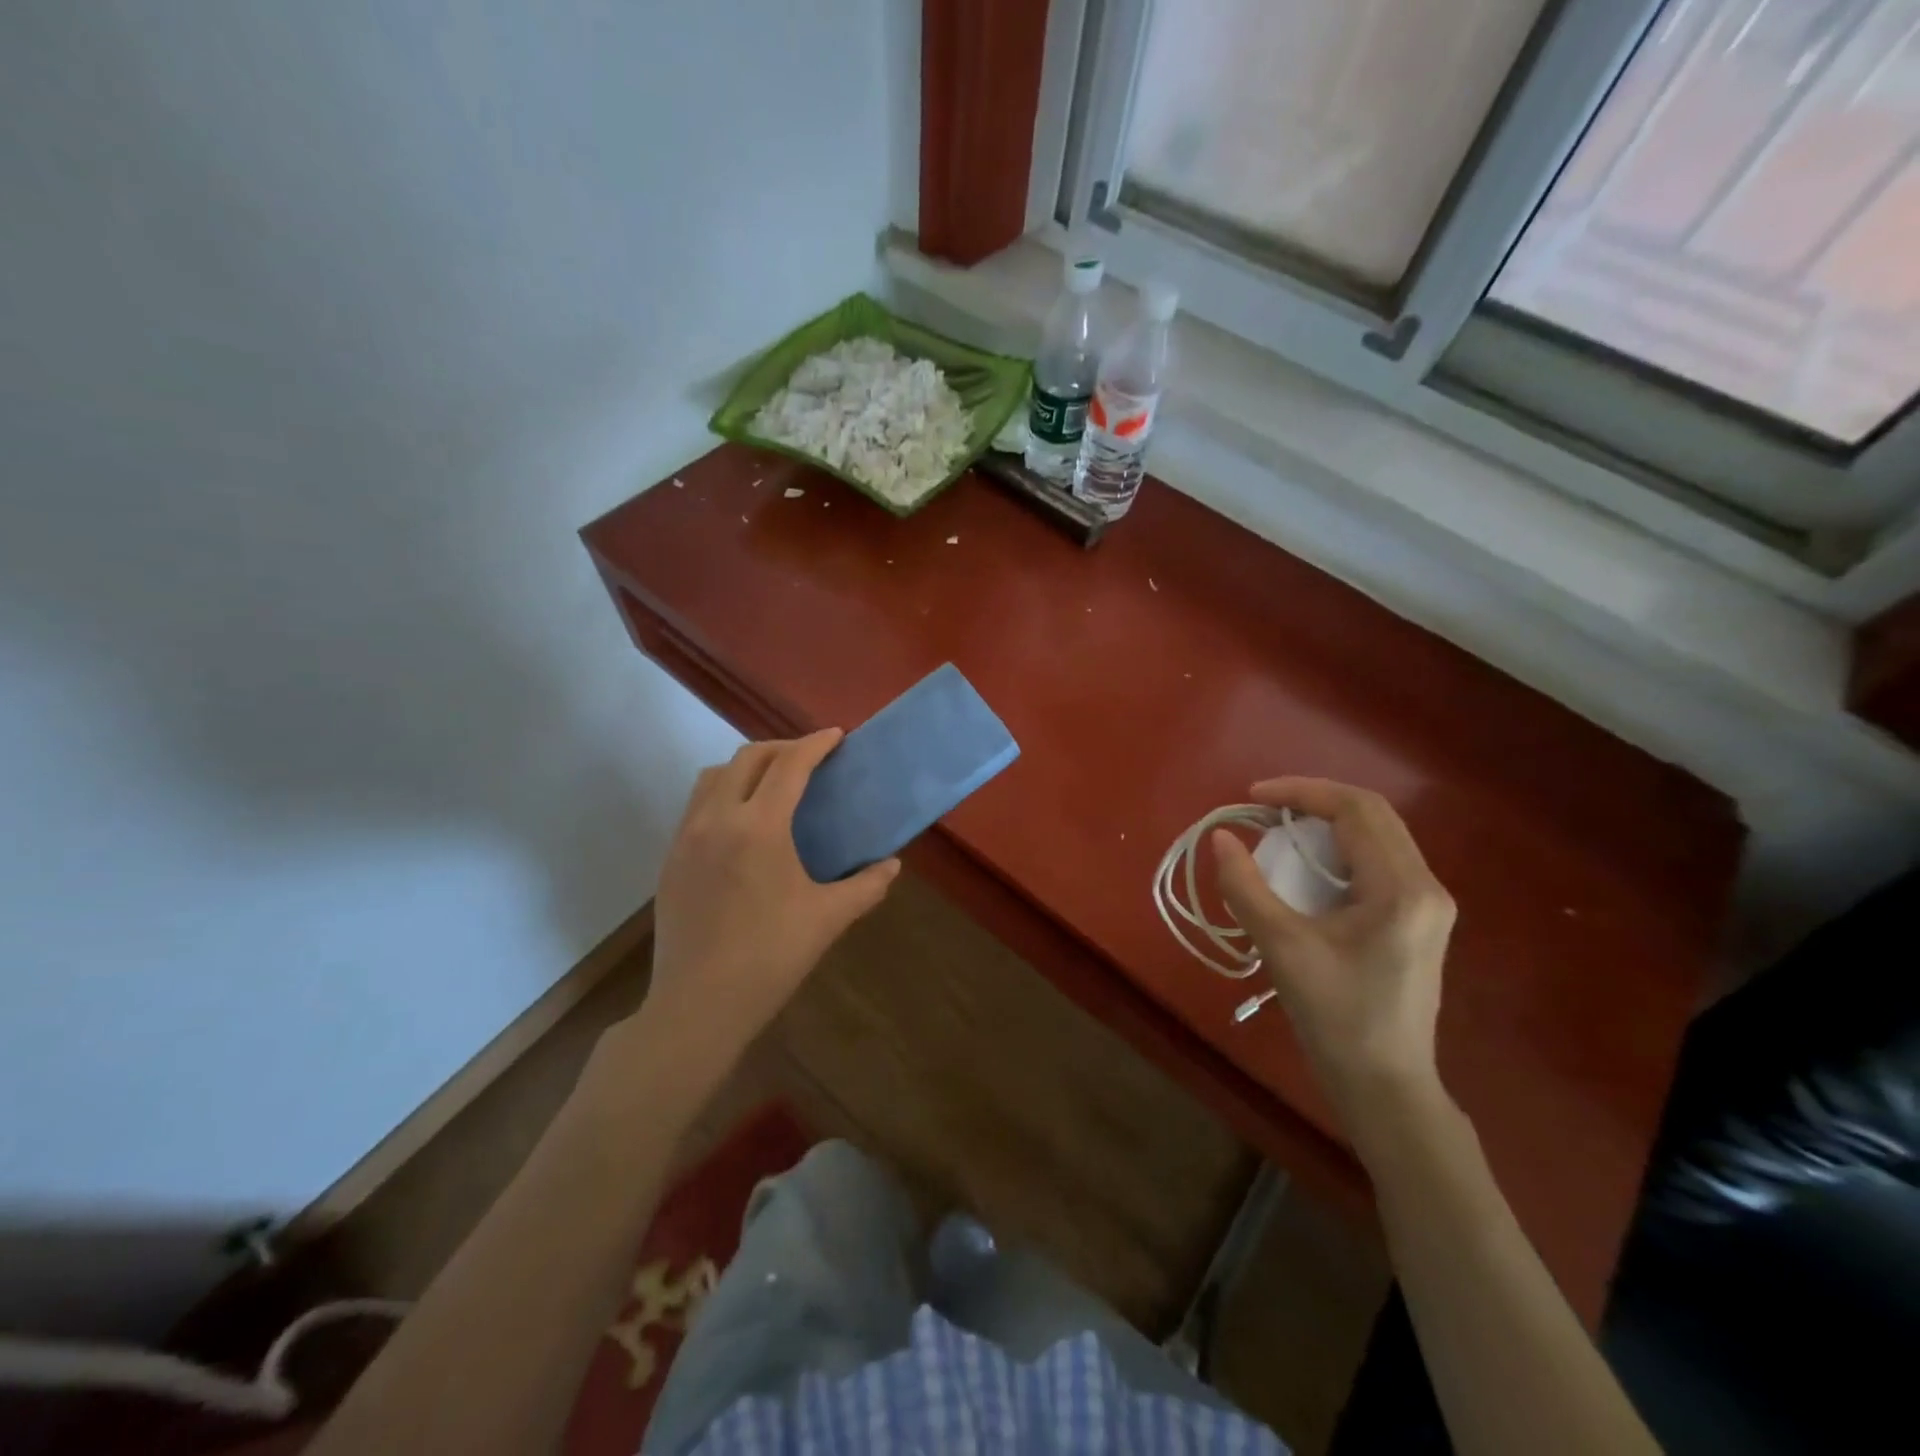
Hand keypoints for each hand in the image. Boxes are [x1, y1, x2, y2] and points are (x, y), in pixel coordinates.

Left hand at [641, 730, 899, 1069]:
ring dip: (746, 766)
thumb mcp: (828, 918)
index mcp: (759, 827)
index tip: (836, 735)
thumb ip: (866, 885)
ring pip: (714, 776)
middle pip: (747, 758)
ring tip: (772, 783)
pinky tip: (741, 823)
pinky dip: (723, 793)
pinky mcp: (670, 858)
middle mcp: (717, 819)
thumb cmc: (771, 957)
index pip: (789, 765)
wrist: (699, 1004)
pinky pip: (696, 805)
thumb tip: (892, 864)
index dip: (815, 744)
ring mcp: (687, 837)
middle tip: (810, 758)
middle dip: (782, 748)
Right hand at [1211, 779, 1456, 1139]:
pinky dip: (1338, 851)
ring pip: (1377, 837)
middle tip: (1264, 809)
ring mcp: (1426, 905)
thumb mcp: (1282, 947)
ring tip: (1279, 832)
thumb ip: (1246, 887)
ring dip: (1327, 824)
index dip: (1302, 791)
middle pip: (1373, 815)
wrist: (1384, 1086)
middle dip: (1315, 801)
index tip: (1253, 797)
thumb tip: (1220, 837)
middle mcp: (1426, 887)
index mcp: (1402, 889)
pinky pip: (1378, 862)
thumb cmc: (1335, 1017)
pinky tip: (1306, 868)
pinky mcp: (1417, 921)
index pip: (1356, 809)